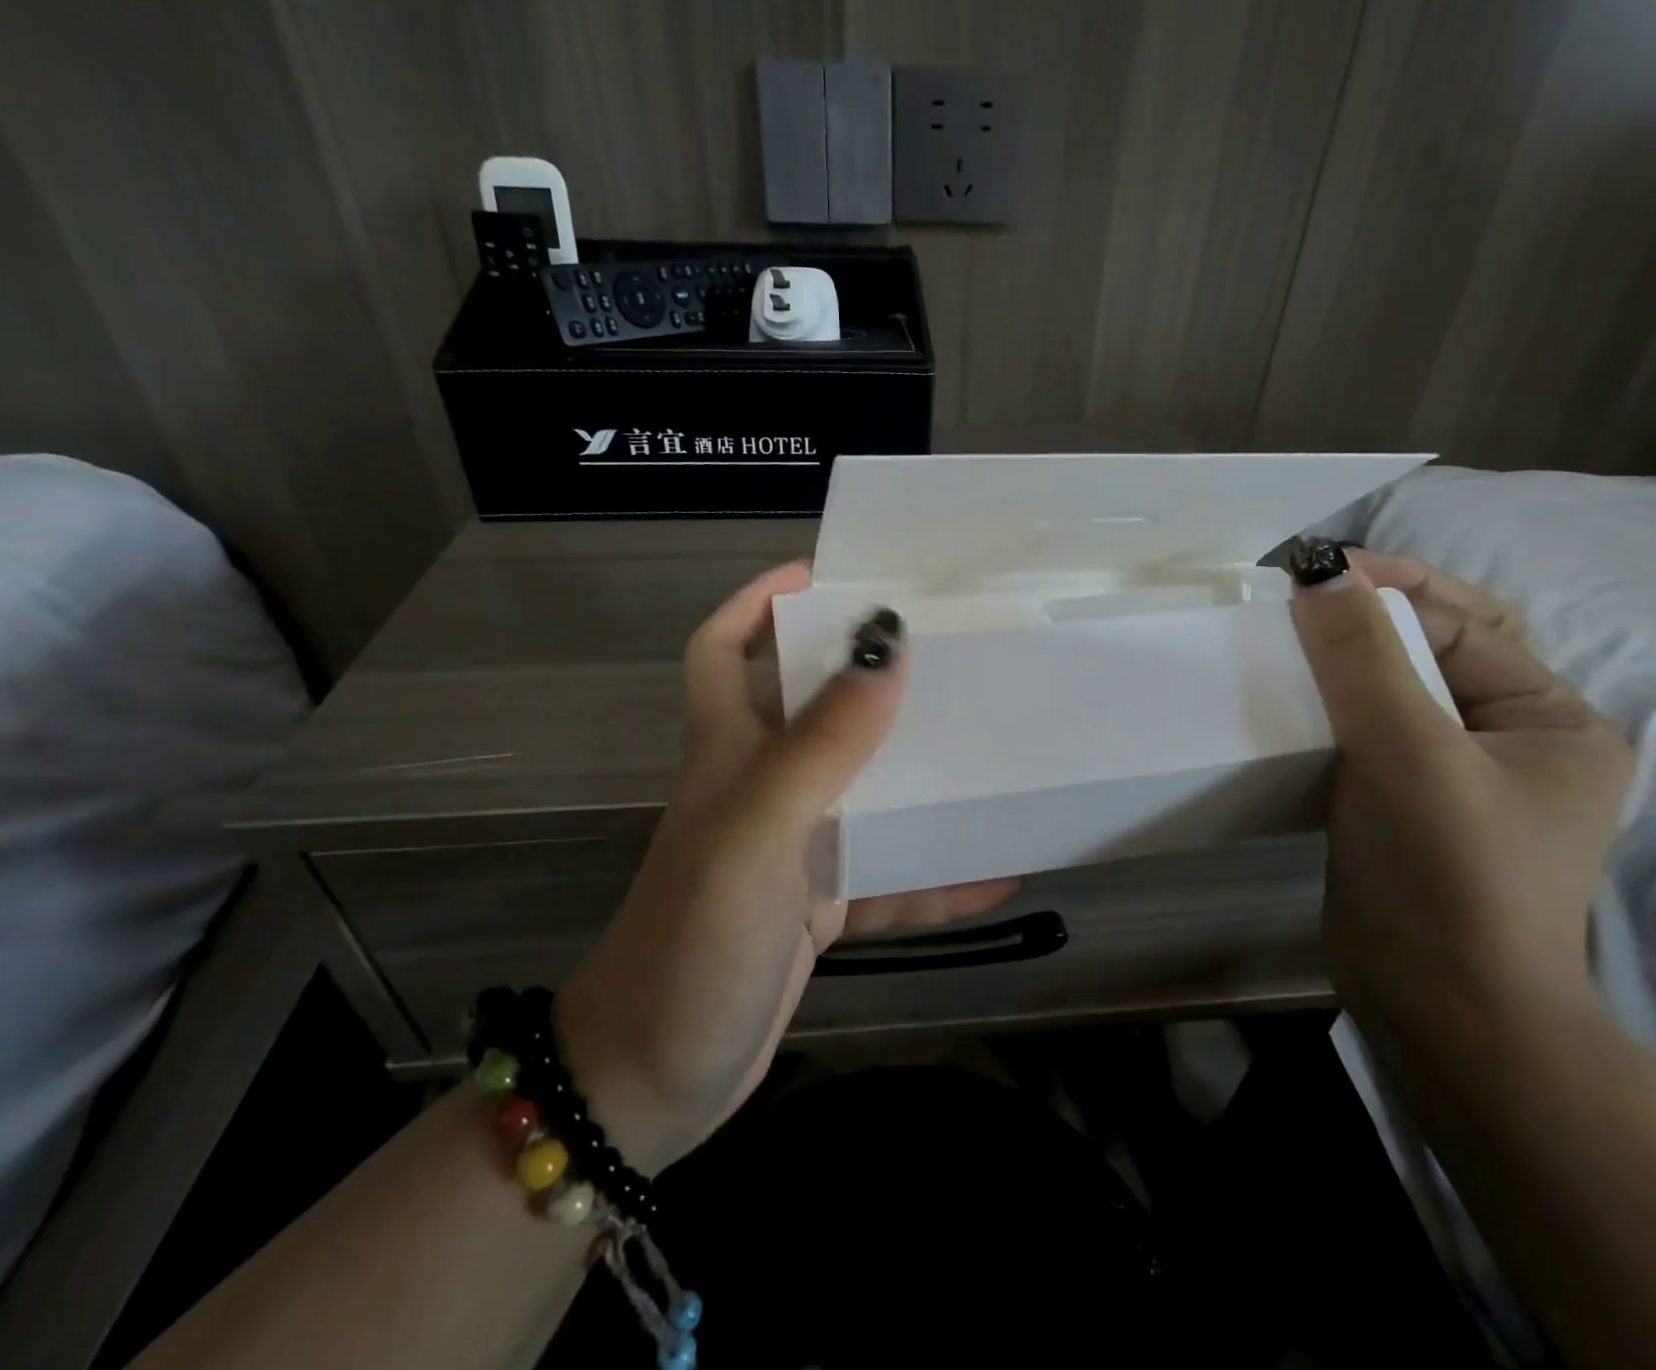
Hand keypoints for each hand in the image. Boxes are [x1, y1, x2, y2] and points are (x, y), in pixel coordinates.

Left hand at [554, 562, 1017, 1172]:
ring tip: (991, 746)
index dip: (761, 599)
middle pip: (814, 707)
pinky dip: (937, 874)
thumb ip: (824, 742)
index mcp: (729, 750)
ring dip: (920, 774)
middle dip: (870, 675)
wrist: (655, 1082)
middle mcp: (760, 786)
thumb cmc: (695, 940)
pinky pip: (890, 876)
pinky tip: (1000, 869)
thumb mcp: (759, 829)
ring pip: (864, 788)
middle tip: (946, 651)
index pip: (723, 646)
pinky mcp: (819, 906)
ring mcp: (792, 848)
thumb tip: (888, 644)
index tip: (830, 574)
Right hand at [1289, 548, 1634, 1038]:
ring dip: (1340, 661)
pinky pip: (1362, 732)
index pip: (1464, 626)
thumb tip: (1318, 573)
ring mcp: (1451, 776)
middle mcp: (1508, 741)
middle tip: (1298, 593)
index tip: (1312, 570)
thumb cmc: (1447, 873)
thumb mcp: (1409, 752)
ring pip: (1390, 692)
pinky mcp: (1399, 804)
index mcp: (1549, 719)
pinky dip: (1326, 707)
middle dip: (1368, 617)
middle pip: (1432, 651)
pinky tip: (1284, 700)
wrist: (1436, 1005)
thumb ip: (1364, 658)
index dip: (1391, 591)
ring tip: (1282, 638)